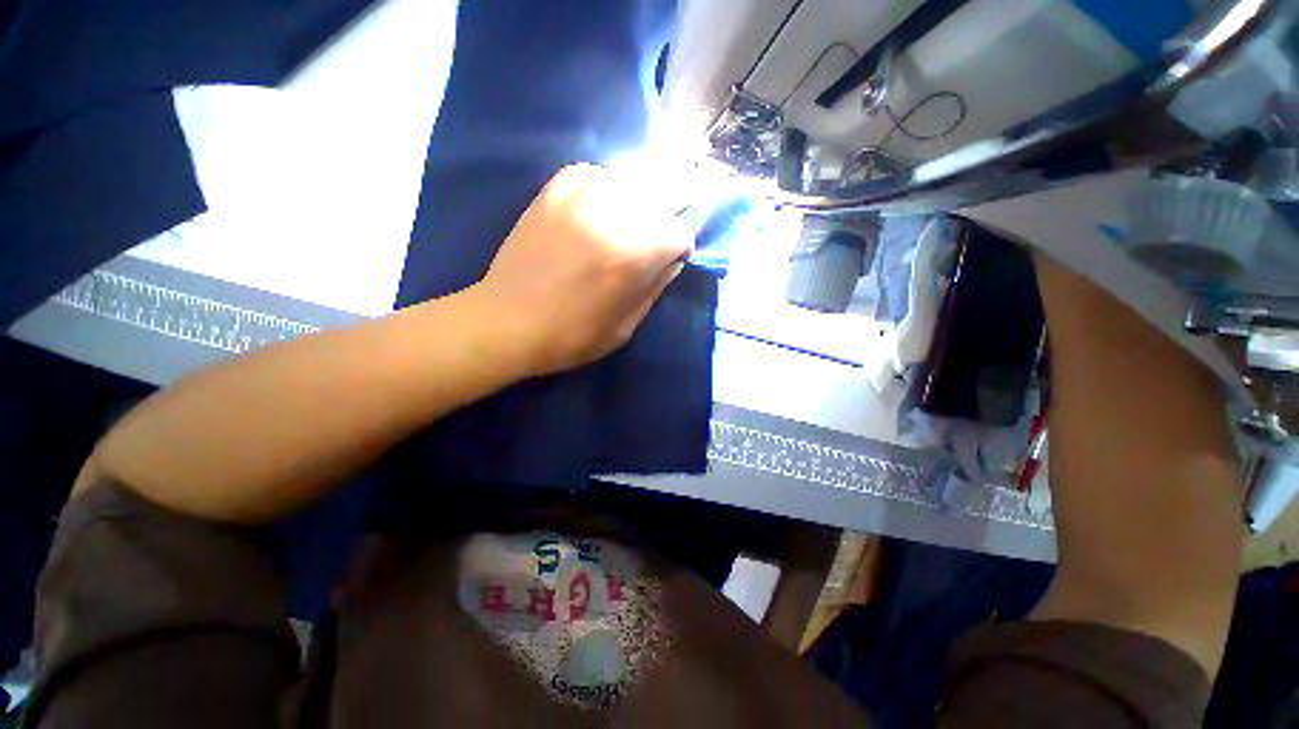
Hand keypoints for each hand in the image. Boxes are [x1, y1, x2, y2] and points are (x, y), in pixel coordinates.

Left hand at [473, 164, 692, 376]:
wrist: (506, 320)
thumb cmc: (572, 335)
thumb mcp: (625, 326)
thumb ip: (655, 287)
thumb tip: (671, 260)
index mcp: (633, 253)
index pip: (681, 232)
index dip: (675, 252)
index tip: (662, 265)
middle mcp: (613, 213)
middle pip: (661, 202)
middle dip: (657, 228)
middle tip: (639, 251)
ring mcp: (581, 193)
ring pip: (632, 185)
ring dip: (632, 210)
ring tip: (614, 233)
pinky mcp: (555, 187)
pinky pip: (597, 176)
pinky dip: (603, 193)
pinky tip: (590, 217)